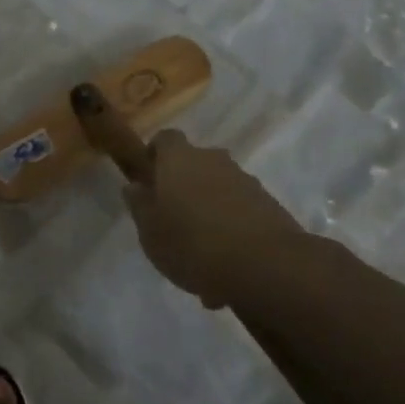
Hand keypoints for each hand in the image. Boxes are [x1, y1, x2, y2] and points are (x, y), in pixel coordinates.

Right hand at [120, 129, 303, 308]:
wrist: (265, 264)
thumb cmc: (193, 244)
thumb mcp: (151, 232)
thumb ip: (140, 206)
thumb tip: (135, 186)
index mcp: (179, 160)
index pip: (165, 139)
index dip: (156, 155)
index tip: (149, 178)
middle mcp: (213, 160)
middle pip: (194, 164)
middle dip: (184, 187)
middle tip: (174, 222)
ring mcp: (245, 180)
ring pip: (218, 189)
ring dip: (209, 211)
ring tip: (202, 252)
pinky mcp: (269, 204)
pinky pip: (240, 210)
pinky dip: (231, 227)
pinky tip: (226, 262)